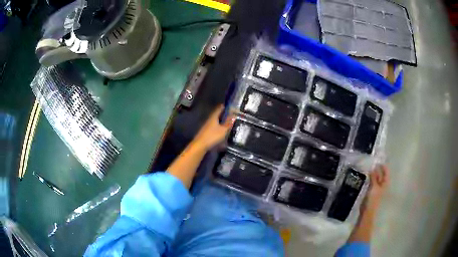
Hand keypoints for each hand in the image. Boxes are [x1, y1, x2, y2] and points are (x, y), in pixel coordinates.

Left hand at [193, 105, 234, 149]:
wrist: (200, 145)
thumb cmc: (212, 136)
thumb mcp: (223, 130)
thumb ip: (229, 123)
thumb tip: (234, 115)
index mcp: (213, 117)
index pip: (219, 108)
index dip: (224, 106)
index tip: (230, 106)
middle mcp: (209, 120)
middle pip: (217, 115)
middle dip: (224, 114)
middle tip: (231, 115)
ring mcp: (207, 126)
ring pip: (215, 121)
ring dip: (221, 121)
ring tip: (228, 123)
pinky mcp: (206, 132)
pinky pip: (214, 127)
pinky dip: (219, 127)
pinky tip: (222, 132)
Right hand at [361, 165, 389, 212]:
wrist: (367, 211)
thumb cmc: (372, 200)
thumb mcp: (374, 187)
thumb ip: (374, 177)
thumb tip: (373, 168)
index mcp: (384, 183)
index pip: (386, 172)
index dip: (383, 166)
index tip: (378, 160)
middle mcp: (381, 185)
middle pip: (381, 175)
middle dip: (377, 169)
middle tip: (371, 162)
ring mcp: (376, 188)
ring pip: (375, 178)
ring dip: (372, 173)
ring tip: (367, 167)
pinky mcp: (370, 192)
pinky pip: (371, 182)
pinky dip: (369, 178)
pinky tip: (365, 176)